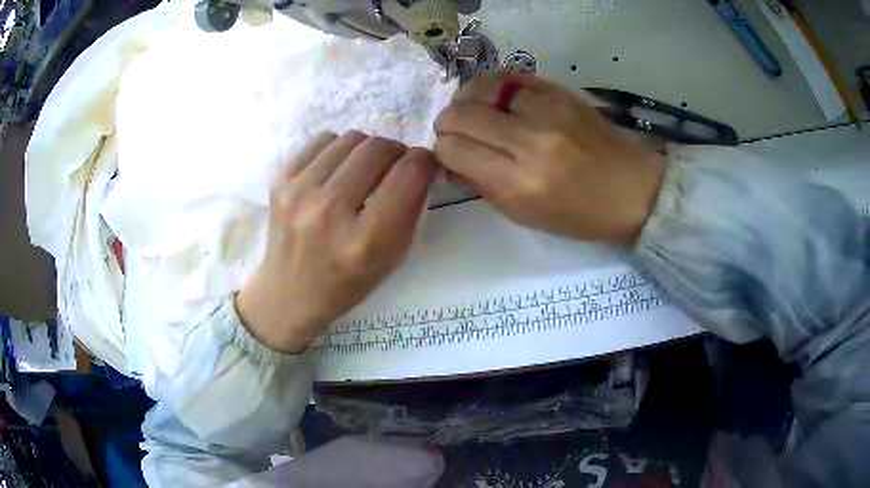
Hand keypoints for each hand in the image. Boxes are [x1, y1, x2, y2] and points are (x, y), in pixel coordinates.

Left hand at [237, 132, 434, 352]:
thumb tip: (419, 161)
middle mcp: (330, 212)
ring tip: (362, 171)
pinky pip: (322, 140)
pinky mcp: (279, 181)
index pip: (409, 173)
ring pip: (351, 138)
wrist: (290, 293)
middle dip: (396, 152)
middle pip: (378, 148)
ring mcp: (299, 193)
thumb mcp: (394, 257)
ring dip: (366, 150)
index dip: (424, 161)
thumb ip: (412, 208)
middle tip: (392, 168)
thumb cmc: (348, 281)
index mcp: (366, 240)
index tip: (422, 166)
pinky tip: (335, 171)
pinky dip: (337, 149)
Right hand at [433, 71, 665, 245]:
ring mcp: (546, 109)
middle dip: (447, 123)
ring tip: (473, 110)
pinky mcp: (559, 91)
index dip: (443, 150)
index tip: (450, 153)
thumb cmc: (580, 214)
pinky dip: (492, 86)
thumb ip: (482, 185)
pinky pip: (508, 77)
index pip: (453, 149)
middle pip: (460, 114)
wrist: (633, 189)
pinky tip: (495, 98)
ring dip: (466, 99)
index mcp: (518, 183)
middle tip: (455, 130)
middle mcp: (528, 141)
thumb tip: (450, 160)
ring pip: (479, 88)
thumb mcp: (525, 215)